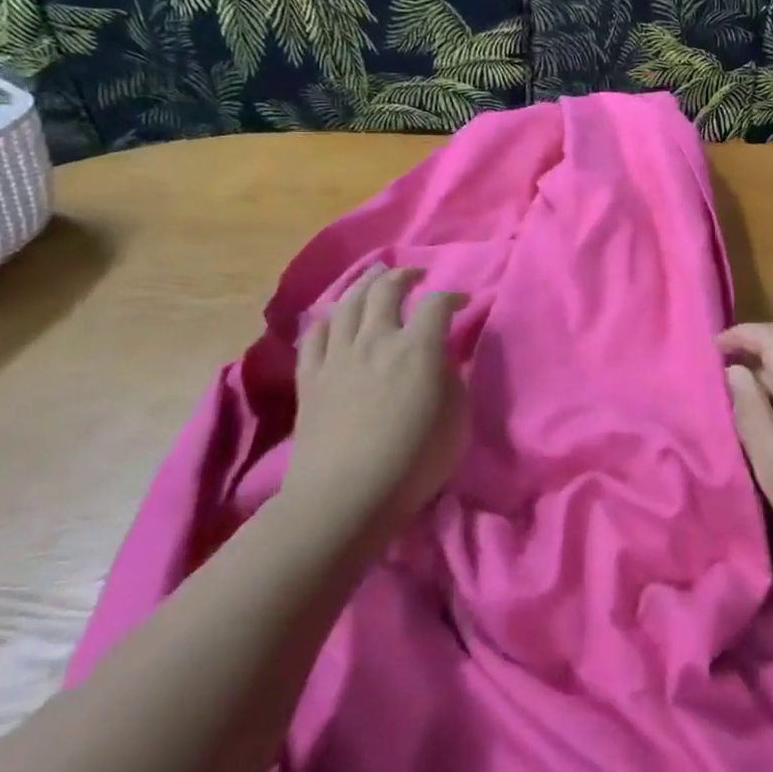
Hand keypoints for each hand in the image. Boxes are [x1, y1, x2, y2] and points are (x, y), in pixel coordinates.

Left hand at [285, 264, 468, 531]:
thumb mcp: (456, 420)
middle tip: (415, 274)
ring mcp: (338, 355)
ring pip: (348, 302)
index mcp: (417, 348)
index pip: (437, 303)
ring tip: (375, 278)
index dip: (452, 296)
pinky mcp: (310, 376)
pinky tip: (334, 316)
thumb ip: (452, 379)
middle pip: (386, 288)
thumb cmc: (413, 462)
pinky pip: (315, 333)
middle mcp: (376, 339)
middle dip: (404, 275)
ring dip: (365, 284)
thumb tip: (443, 358)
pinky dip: (327, 317)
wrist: (344, 497)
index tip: (462, 302)